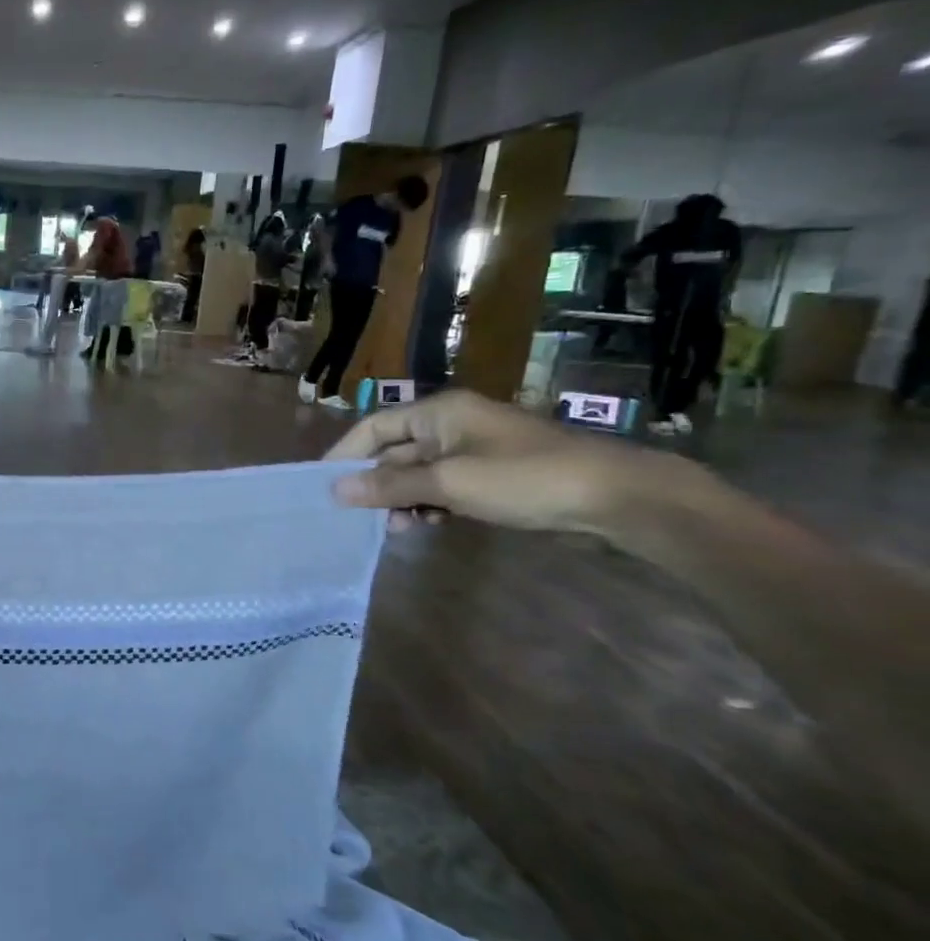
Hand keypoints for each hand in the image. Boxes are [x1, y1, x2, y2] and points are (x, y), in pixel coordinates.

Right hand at [323, 389, 688, 538]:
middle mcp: (451, 424)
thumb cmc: (524, 479)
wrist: (616, 497)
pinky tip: (426, 525)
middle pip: (394, 451)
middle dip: (376, 483)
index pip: (373, 427)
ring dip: (401, 498)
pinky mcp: (492, 474)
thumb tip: (335, 490)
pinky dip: (429, 504)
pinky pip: (443, 485)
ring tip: (396, 528)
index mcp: (439, 412)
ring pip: (417, 473)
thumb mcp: (449, 482)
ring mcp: (473, 450)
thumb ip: (390, 485)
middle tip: (358, 517)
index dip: (345, 454)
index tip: (323, 486)